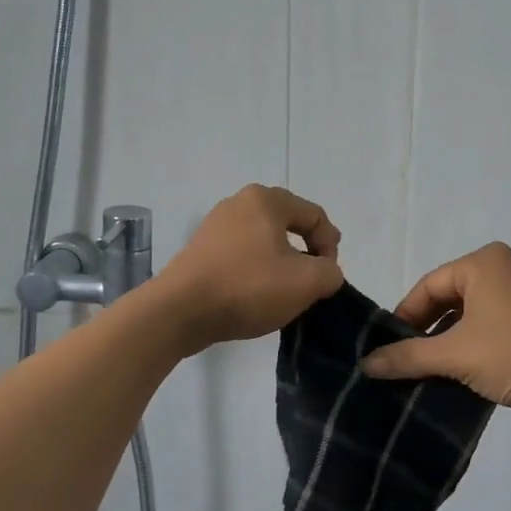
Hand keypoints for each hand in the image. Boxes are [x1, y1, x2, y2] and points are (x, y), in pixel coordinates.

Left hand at [157, 185, 343, 352]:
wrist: (180, 311)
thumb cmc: (248, 287)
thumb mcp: (306, 282)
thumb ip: (330, 272)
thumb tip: (325, 272)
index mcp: (266, 199)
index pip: (315, 215)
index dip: (330, 245)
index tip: (328, 277)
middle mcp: (239, 203)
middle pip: (289, 224)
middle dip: (307, 252)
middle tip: (313, 281)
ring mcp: (215, 226)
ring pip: (264, 240)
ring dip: (282, 263)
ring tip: (286, 291)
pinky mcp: (201, 250)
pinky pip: (242, 254)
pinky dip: (257, 271)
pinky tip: (257, 295)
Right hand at [360, 243, 510, 412]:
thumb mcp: (455, 354)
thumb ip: (407, 356)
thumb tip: (366, 365)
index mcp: (482, 262)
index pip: (428, 286)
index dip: (404, 317)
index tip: (388, 349)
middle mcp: (502, 268)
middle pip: (447, 298)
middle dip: (426, 331)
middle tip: (406, 362)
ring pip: (468, 314)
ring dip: (448, 341)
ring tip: (430, 372)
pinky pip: (490, 324)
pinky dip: (472, 345)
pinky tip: (463, 372)